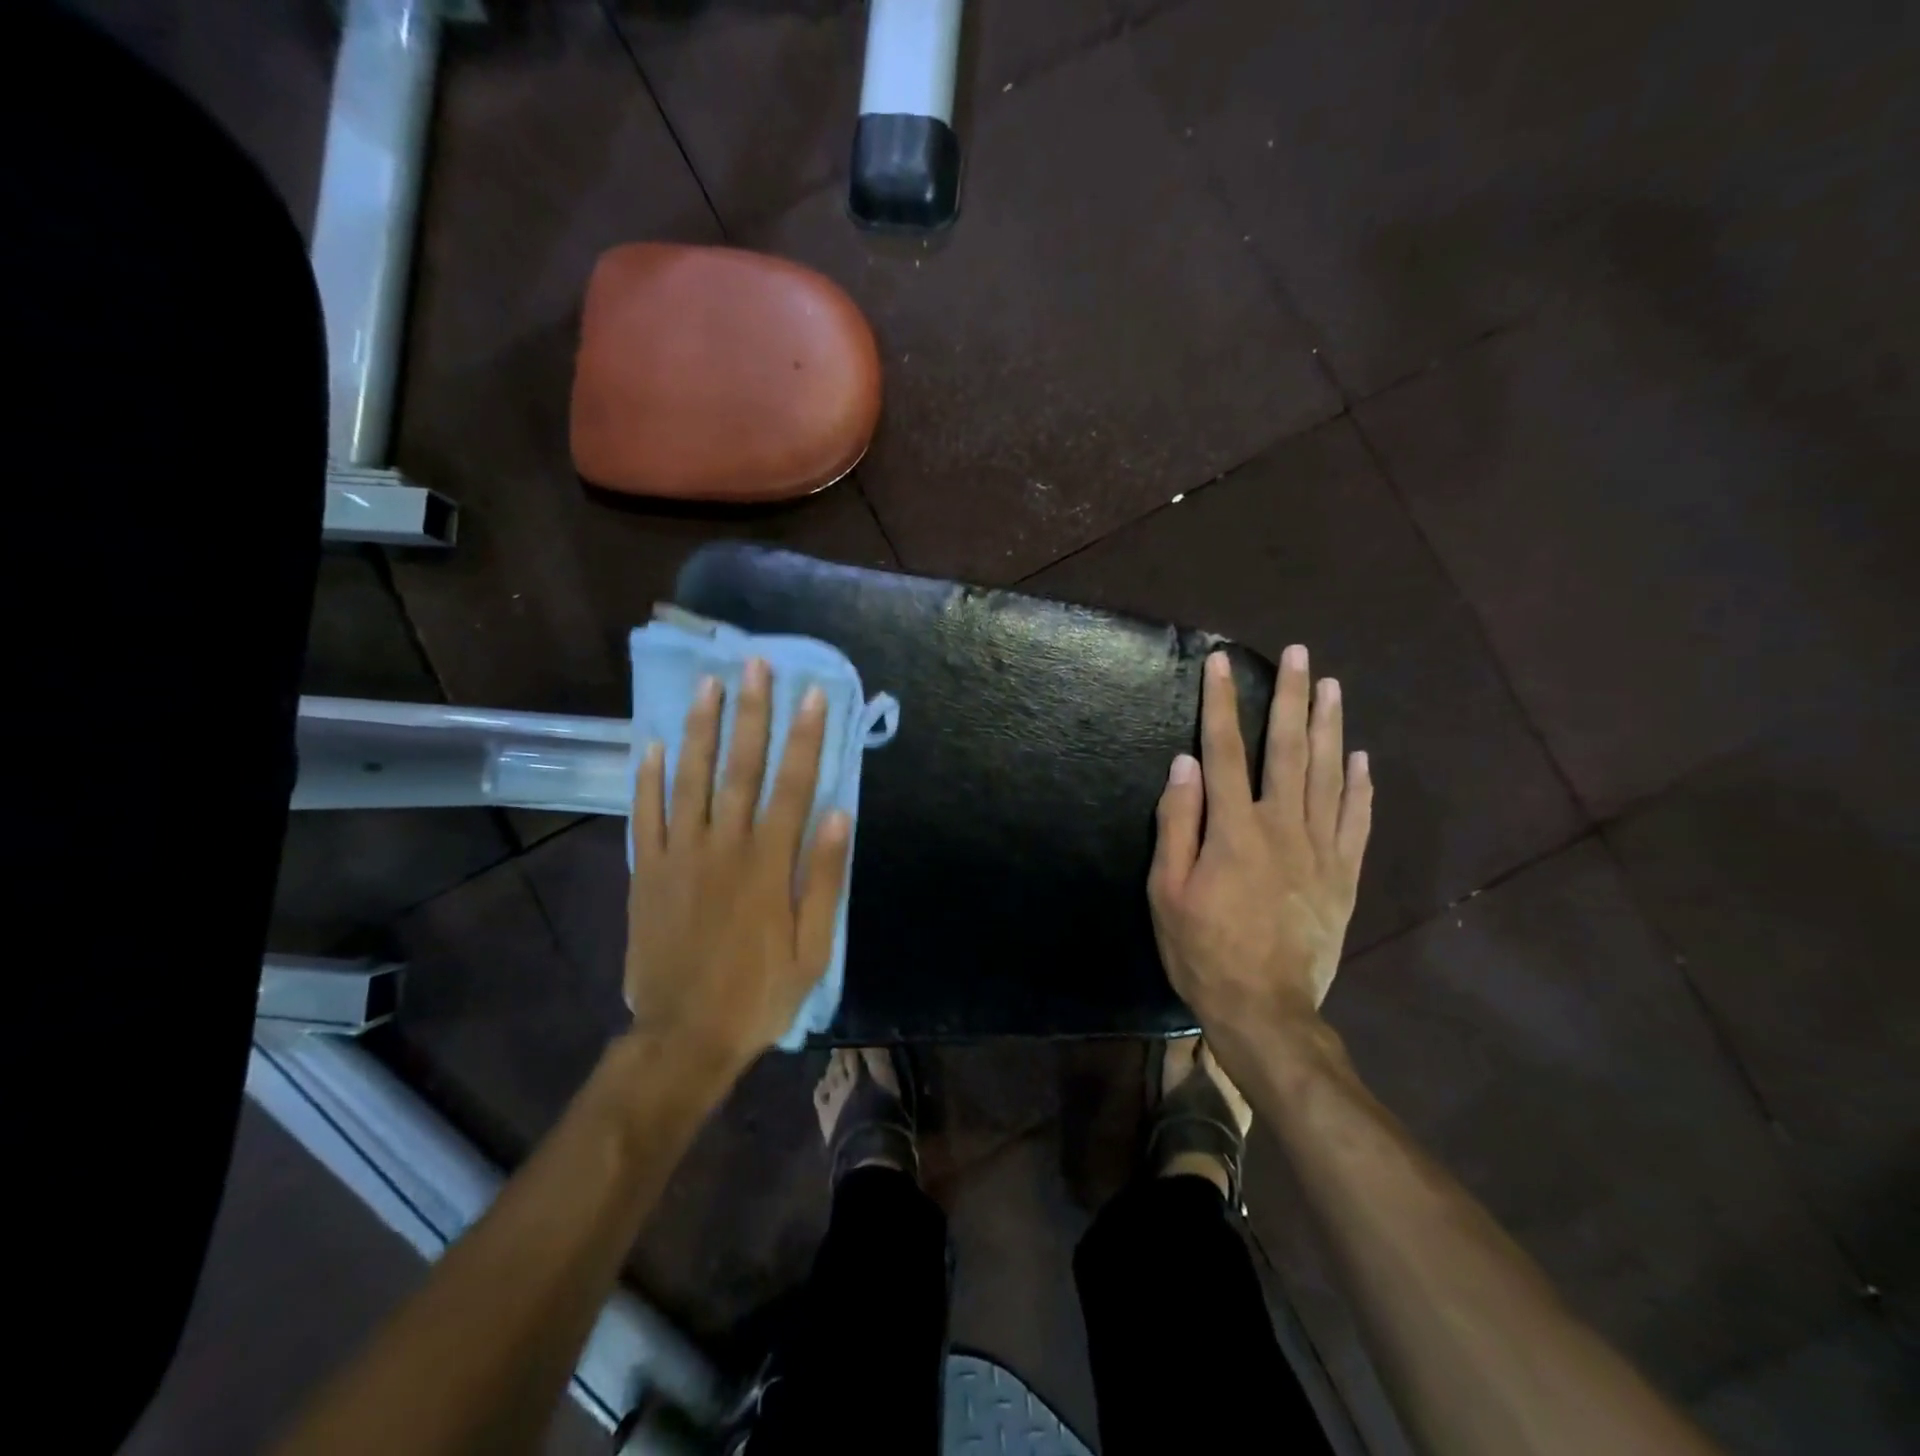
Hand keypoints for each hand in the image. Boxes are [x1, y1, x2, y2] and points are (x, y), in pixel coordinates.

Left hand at [626, 659, 851, 1073]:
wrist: (684, 1035)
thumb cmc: (760, 992)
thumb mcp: (813, 946)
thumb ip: (824, 877)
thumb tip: (839, 813)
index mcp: (769, 863)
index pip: (792, 784)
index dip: (804, 736)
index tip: (812, 694)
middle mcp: (723, 845)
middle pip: (740, 767)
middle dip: (750, 713)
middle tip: (754, 664)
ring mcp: (679, 855)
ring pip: (690, 778)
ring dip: (700, 728)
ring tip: (707, 684)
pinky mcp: (645, 872)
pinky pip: (645, 815)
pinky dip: (648, 778)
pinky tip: (652, 743)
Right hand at [1149, 646, 1371, 1031]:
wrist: (1265, 1009)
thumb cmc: (1203, 950)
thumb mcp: (1167, 890)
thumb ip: (1177, 824)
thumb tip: (1183, 764)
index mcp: (1233, 829)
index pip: (1223, 750)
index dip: (1220, 703)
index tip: (1221, 662)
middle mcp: (1282, 826)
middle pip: (1287, 749)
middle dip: (1290, 697)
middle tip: (1299, 654)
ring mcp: (1320, 850)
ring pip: (1327, 775)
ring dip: (1328, 726)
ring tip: (1331, 686)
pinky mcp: (1343, 875)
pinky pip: (1355, 820)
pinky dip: (1359, 785)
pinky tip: (1359, 757)